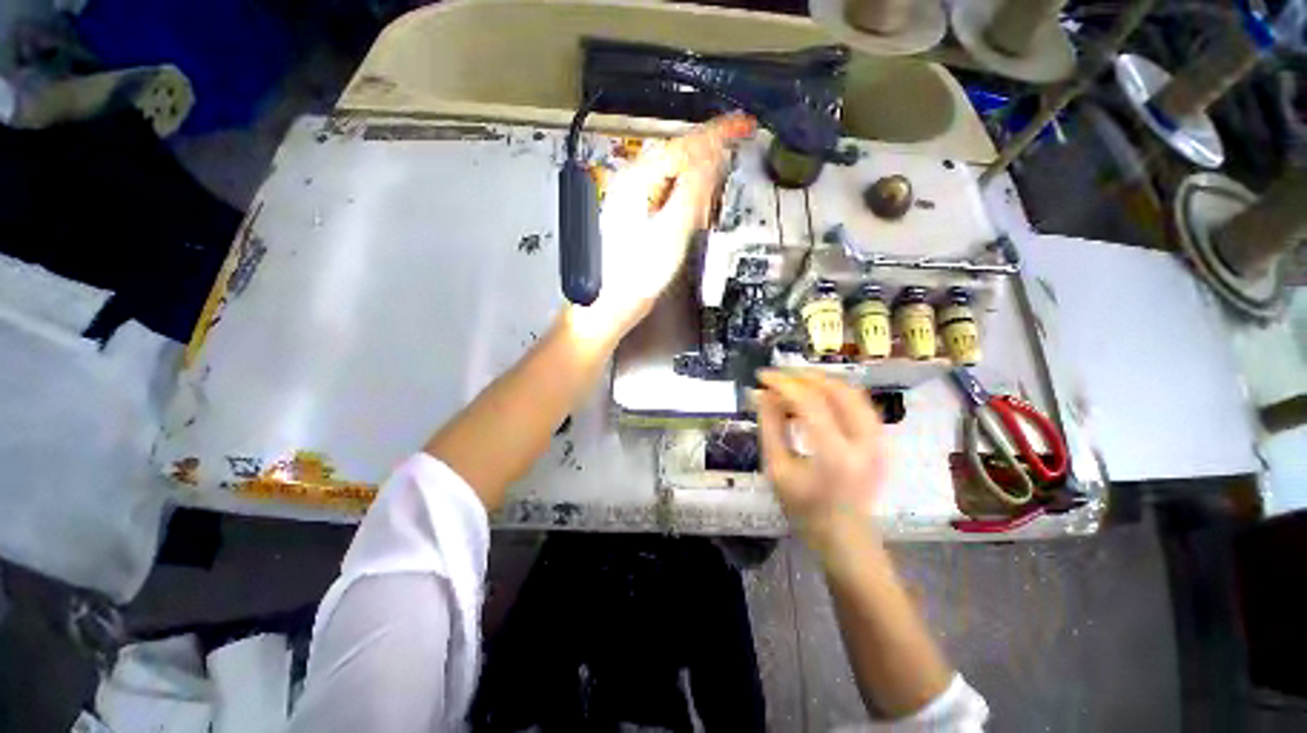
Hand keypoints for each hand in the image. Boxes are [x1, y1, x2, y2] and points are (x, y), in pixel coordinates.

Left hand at [565, 113, 755, 343]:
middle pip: (676, 156)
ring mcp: (632, 202)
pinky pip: (666, 193)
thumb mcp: (671, 232)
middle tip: (737, 147)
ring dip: (698, 174)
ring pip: (671, 175)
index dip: (715, 133)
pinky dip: (686, 193)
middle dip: (708, 152)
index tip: (743, 123)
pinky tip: (696, 204)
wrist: (613, 305)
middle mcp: (631, 186)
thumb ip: (692, 191)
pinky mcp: (636, 218)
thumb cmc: (638, 275)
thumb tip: (712, 155)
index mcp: (637, 183)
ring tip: (721, 177)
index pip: (682, 146)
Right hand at [756, 370, 887, 537]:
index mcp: (834, 455)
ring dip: (819, 382)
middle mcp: (863, 442)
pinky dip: (833, 392)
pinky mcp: (881, 439)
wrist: (844, 536)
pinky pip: (857, 402)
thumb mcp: (776, 468)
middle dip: (802, 377)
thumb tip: (761, 394)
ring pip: (850, 391)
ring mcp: (878, 440)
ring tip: (792, 384)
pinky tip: (813, 396)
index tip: (762, 376)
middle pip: (835, 389)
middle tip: (777, 378)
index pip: (809, 402)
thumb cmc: (803, 508)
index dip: (783, 383)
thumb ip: (769, 426)